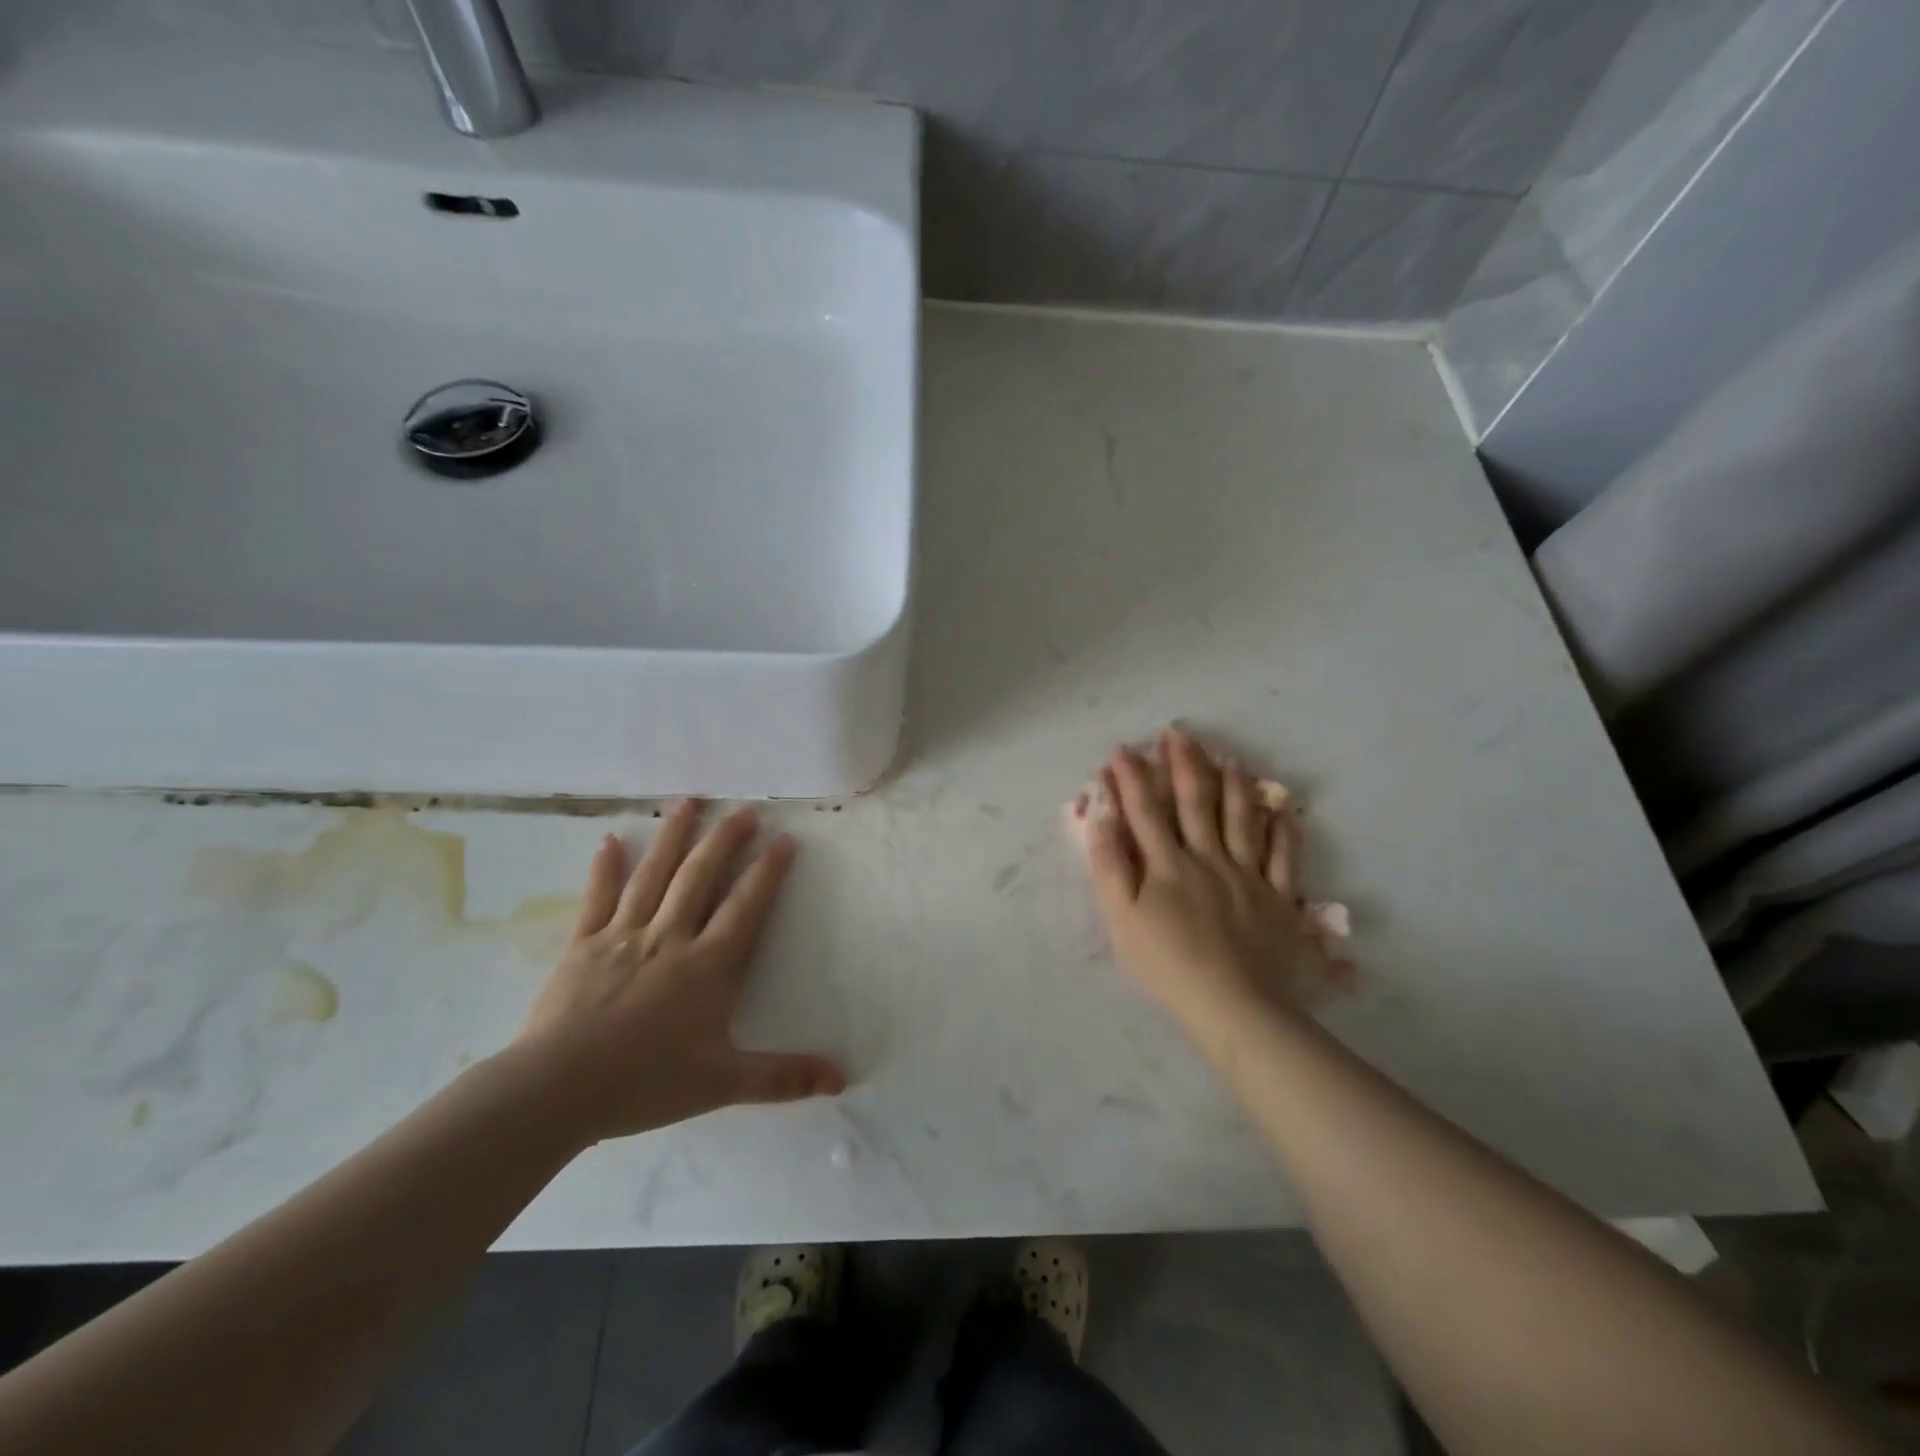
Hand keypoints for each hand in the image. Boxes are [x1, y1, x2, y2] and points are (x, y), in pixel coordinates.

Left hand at [508, 801, 844, 1145]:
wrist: (556, 1091)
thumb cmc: (645, 1083)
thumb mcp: (723, 1084)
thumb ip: (783, 1078)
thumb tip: (842, 1080)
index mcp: (708, 965)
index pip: (746, 906)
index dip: (768, 871)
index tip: (783, 839)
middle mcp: (670, 937)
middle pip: (701, 876)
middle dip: (725, 840)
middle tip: (742, 810)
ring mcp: (624, 935)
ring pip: (654, 875)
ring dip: (673, 836)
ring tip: (689, 802)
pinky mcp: (583, 944)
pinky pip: (598, 897)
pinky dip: (605, 868)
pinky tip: (609, 840)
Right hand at [1083, 729, 1347, 1055]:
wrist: (1233, 1005)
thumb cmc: (1166, 965)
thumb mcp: (1120, 920)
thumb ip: (1110, 867)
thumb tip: (1103, 820)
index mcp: (1166, 864)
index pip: (1145, 810)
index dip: (1132, 778)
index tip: (1123, 749)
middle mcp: (1207, 858)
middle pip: (1194, 803)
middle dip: (1183, 765)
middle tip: (1178, 734)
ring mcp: (1247, 876)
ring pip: (1241, 820)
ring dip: (1233, 786)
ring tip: (1230, 759)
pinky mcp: (1279, 899)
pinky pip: (1285, 858)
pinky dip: (1284, 833)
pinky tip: (1283, 812)